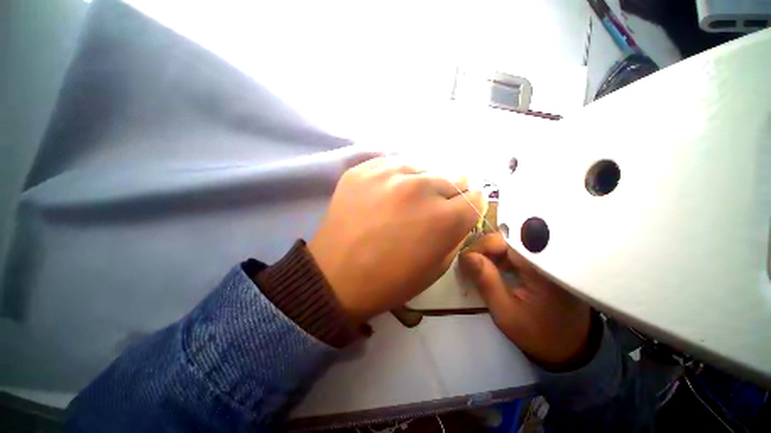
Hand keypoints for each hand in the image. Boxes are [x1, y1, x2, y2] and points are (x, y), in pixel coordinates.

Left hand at [308, 156, 484, 323]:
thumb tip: (461, 211)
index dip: (469, 207)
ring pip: (423, 168)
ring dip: (422, 183)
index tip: (460, 211)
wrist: (337, 276)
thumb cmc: (390, 280)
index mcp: (444, 218)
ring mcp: (389, 174)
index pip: (475, 198)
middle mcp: (421, 188)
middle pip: (452, 179)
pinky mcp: (363, 169)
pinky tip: (387, 192)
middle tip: (430, 209)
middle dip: (447, 196)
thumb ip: (456, 234)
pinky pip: (393, 163)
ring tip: (407, 200)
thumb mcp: (437, 267)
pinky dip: (397, 177)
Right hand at [458, 233, 591, 369]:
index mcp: (539, 266)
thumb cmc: (538, 334)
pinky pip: (516, 249)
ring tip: (480, 268)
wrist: (571, 346)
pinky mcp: (544, 260)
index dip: (480, 247)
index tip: (466, 263)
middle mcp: (545, 254)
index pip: (502, 241)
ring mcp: (546, 256)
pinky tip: (494, 268)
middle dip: (484, 249)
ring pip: (509, 242)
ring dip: (491, 252)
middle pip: (505, 237)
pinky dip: (501, 256)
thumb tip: (466, 256)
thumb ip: (486, 282)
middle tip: (470, 266)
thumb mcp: (506, 314)